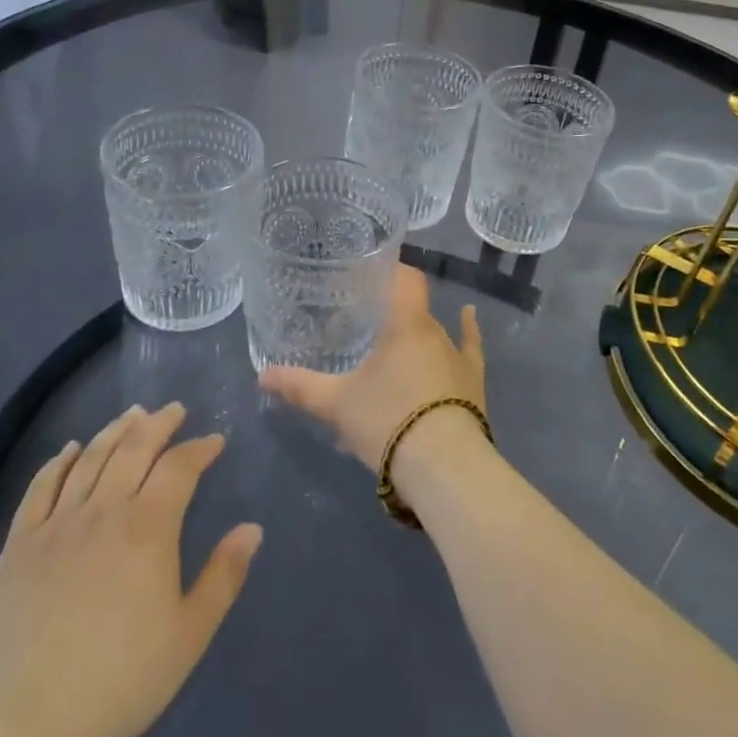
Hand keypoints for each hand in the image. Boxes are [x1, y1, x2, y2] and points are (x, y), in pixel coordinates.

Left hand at [0, 404, 261, 736]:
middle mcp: (103, 511)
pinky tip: (70, 449)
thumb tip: (252, 528)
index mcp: (148, 528)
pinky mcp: (18, 546)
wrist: (21, 728)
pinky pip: (40, 488)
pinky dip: (58, 462)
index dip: (199, 448)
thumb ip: (223, 577)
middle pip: (134, 449)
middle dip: (159, 424)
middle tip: (174, 409)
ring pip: (90, 459)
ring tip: (132, 414)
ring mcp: (56, 525)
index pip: (179, 467)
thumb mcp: (188, 637)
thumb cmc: (118, 682)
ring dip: (115, 431)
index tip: (214, 440)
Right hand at [258, 265, 486, 475]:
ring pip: (433, 333)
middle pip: (412, 309)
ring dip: (414, 334)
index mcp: (406, 323)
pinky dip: (468, 330)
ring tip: (393, 339)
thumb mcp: (337, 404)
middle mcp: (435, 331)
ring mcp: (459, 356)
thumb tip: (263, 375)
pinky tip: (470, 316)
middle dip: (389, 311)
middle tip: (363, 319)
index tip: (367, 271)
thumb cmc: (388, 420)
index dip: (389, 269)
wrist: (445, 467)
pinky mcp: (474, 382)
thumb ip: (300, 386)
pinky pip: (470, 347)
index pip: (404, 277)